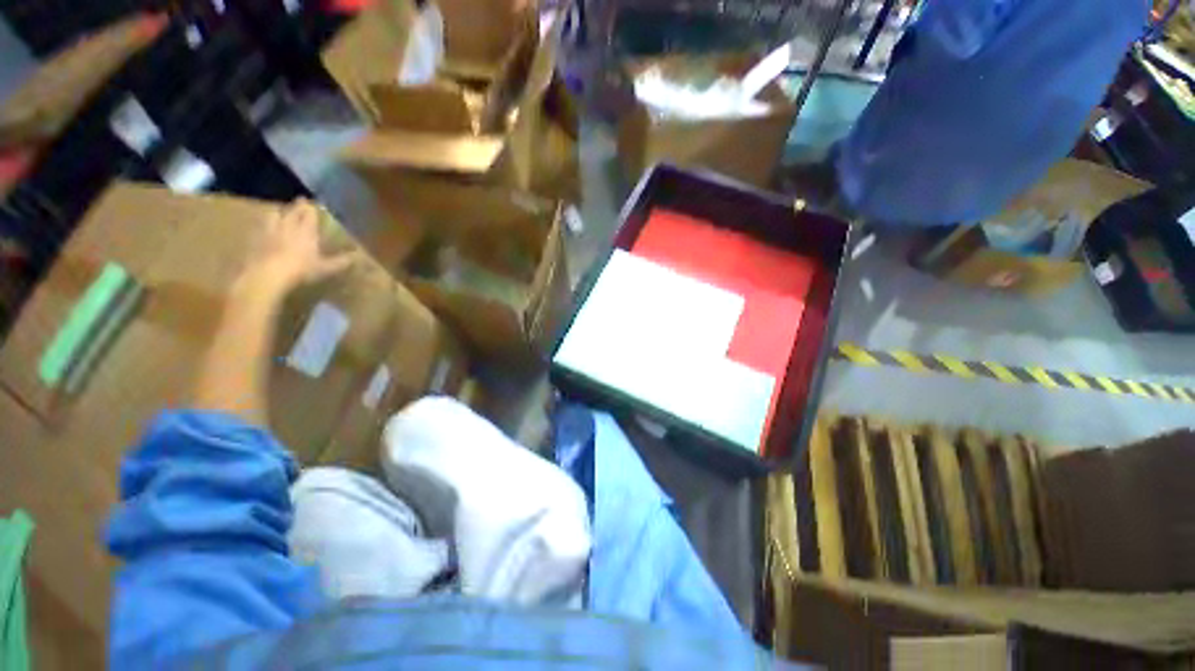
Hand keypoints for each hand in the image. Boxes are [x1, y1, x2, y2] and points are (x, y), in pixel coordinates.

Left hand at [239, 199, 354, 297]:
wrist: (268, 274)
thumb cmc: (301, 269)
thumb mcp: (326, 268)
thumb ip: (340, 261)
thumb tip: (356, 257)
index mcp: (307, 231)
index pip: (310, 214)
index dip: (313, 208)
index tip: (317, 204)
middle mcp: (289, 226)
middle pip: (293, 211)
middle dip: (298, 205)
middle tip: (301, 201)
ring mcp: (271, 230)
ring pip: (275, 214)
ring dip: (280, 211)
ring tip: (282, 211)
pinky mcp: (258, 238)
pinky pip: (262, 225)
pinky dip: (267, 223)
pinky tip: (267, 226)